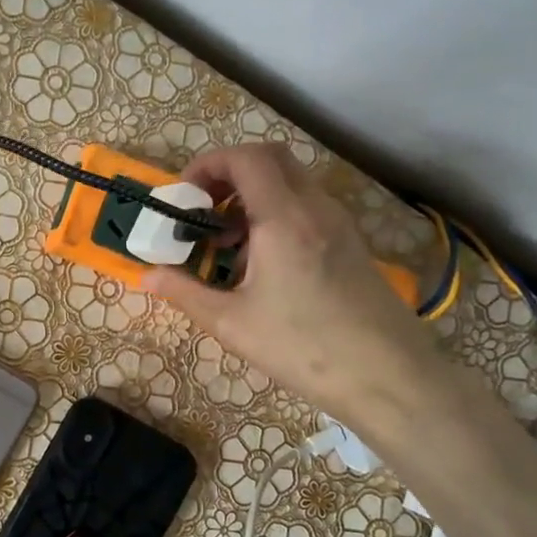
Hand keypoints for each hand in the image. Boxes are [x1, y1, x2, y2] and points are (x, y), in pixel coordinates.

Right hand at [142, 144, 452, 428]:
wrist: (390, 378)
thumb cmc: (304, 348)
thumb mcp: (231, 323)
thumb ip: (184, 291)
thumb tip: (146, 275)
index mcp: (283, 219)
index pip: (245, 158)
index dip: (208, 164)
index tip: (184, 196)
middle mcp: (315, 209)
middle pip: (270, 159)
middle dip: (229, 174)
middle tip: (203, 210)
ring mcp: (339, 224)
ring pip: (291, 183)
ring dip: (252, 197)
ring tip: (226, 243)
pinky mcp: (351, 244)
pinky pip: (307, 208)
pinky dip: (276, 215)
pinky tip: (261, 264)